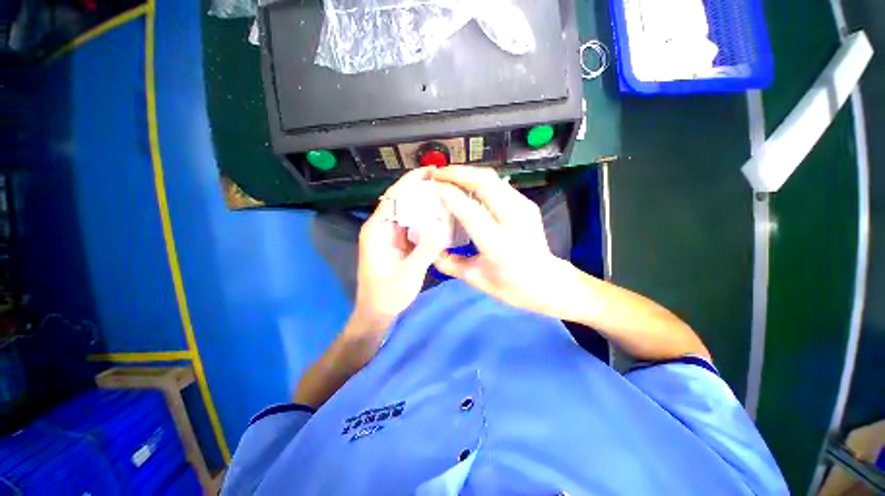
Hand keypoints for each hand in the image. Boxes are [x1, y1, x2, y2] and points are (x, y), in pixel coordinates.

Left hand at [350, 168, 447, 335]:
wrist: (377, 312)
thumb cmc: (388, 295)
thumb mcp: (409, 273)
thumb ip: (425, 250)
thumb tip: (441, 227)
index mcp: (377, 230)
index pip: (393, 198)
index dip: (410, 182)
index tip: (430, 172)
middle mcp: (381, 227)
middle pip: (400, 200)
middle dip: (419, 188)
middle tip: (443, 181)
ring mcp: (389, 235)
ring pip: (406, 211)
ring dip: (422, 202)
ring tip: (444, 193)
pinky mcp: (396, 242)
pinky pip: (410, 224)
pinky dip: (423, 218)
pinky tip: (438, 215)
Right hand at [432, 166, 574, 315]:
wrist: (545, 282)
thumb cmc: (510, 285)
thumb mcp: (475, 278)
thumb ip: (449, 263)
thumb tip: (431, 250)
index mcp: (497, 243)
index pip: (469, 209)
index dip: (449, 193)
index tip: (432, 185)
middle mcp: (513, 220)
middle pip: (484, 182)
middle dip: (457, 173)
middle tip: (437, 174)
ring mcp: (523, 208)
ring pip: (493, 178)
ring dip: (468, 173)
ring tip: (449, 176)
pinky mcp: (527, 204)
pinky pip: (499, 185)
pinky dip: (480, 181)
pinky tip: (468, 186)